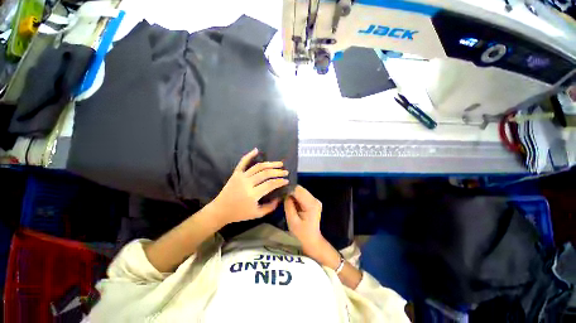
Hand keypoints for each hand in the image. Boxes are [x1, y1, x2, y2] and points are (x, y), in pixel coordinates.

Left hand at [210, 148, 288, 226]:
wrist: (220, 210)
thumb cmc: (239, 214)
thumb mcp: (257, 214)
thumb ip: (270, 207)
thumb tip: (280, 198)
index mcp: (252, 194)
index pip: (270, 184)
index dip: (280, 182)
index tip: (287, 181)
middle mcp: (247, 183)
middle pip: (265, 173)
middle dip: (277, 172)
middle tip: (285, 171)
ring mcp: (241, 176)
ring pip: (258, 167)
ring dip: (270, 164)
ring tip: (279, 163)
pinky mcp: (236, 173)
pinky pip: (242, 162)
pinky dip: (249, 155)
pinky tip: (256, 150)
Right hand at [284, 185, 325, 256]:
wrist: (312, 241)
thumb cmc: (301, 234)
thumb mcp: (292, 220)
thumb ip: (288, 205)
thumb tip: (285, 194)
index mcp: (311, 204)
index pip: (298, 190)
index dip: (288, 190)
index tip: (280, 194)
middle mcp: (315, 199)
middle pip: (300, 189)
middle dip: (290, 191)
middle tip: (281, 197)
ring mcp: (315, 200)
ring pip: (301, 191)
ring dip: (293, 194)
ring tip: (285, 200)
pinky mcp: (313, 201)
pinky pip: (302, 195)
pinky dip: (296, 197)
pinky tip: (292, 203)